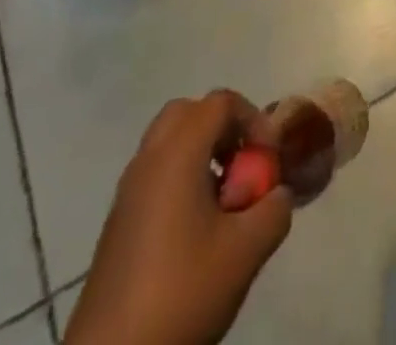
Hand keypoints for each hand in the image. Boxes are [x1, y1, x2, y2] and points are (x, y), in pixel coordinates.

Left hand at [65, 91, 293, 344]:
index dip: (253, 119)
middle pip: (188, 114)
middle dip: (222, 129)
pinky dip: (181, 180)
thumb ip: (274, 210)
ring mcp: (127, 193)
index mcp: (177, 154)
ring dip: (202, 155)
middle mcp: (148, 161)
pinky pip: (155, 175)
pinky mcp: (117, 224)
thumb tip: (277, 193)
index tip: (268, 159)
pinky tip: (197, 230)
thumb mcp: (246, 252)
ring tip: (224, 201)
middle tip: (243, 165)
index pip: (220, 103)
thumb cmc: (182, 291)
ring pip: (169, 144)